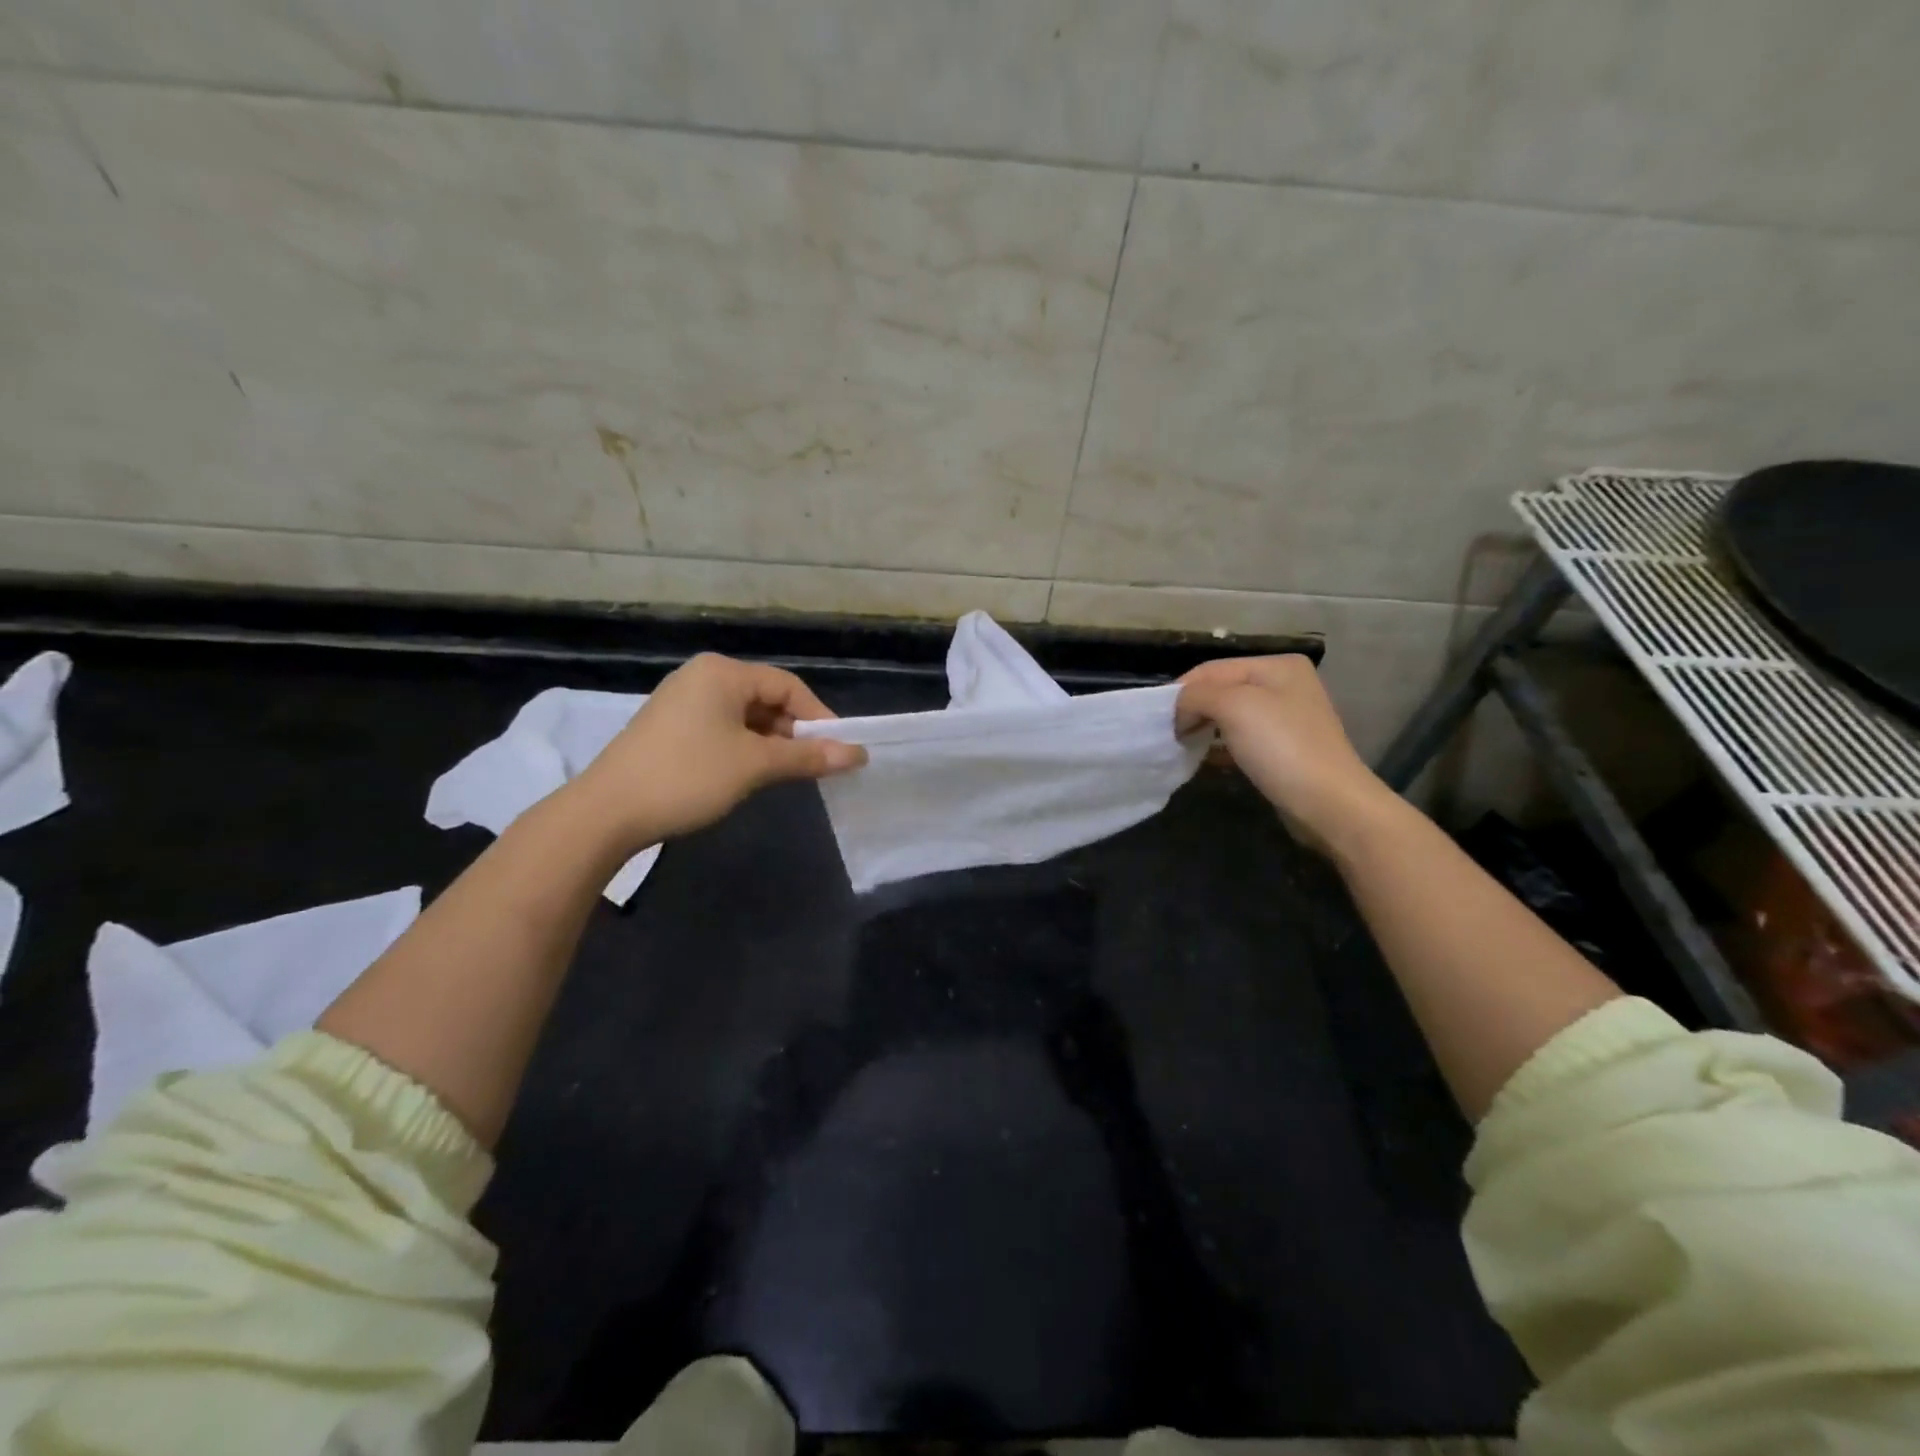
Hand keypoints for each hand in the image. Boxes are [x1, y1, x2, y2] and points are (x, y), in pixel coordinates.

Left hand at [570, 654, 865, 851]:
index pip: (788, 685)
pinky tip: (749, 774)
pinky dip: (744, 748)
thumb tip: (858, 754)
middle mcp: (702, 676)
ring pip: (744, 716)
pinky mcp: (669, 726)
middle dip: (794, 732)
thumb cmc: (688, 776)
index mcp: (723, 672)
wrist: (606, 812)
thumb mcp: (755, 765)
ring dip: (770, 743)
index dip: (819, 717)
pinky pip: (721, 728)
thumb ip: (808, 756)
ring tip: (786, 774)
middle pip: (766, 698)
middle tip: (815, 765)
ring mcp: (682, 701)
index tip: (839, 750)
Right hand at [1177, 655, 1396, 852]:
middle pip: (1222, 690)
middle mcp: (1285, 685)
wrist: (1328, 803)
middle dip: (1193, 709)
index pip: (1213, 669)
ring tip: (1182, 745)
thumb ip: (1196, 695)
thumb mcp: (1233, 706)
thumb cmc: (1281, 746)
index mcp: (1277, 665)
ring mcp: (1287, 718)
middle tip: (1168, 733)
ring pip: (1230, 716)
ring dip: (1203, 728)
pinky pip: (1242, 739)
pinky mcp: (1284, 749)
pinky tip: (1205, 758)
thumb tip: (1179, 708)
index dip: (1182, 690)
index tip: (1158, 719)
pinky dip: (1220, 746)